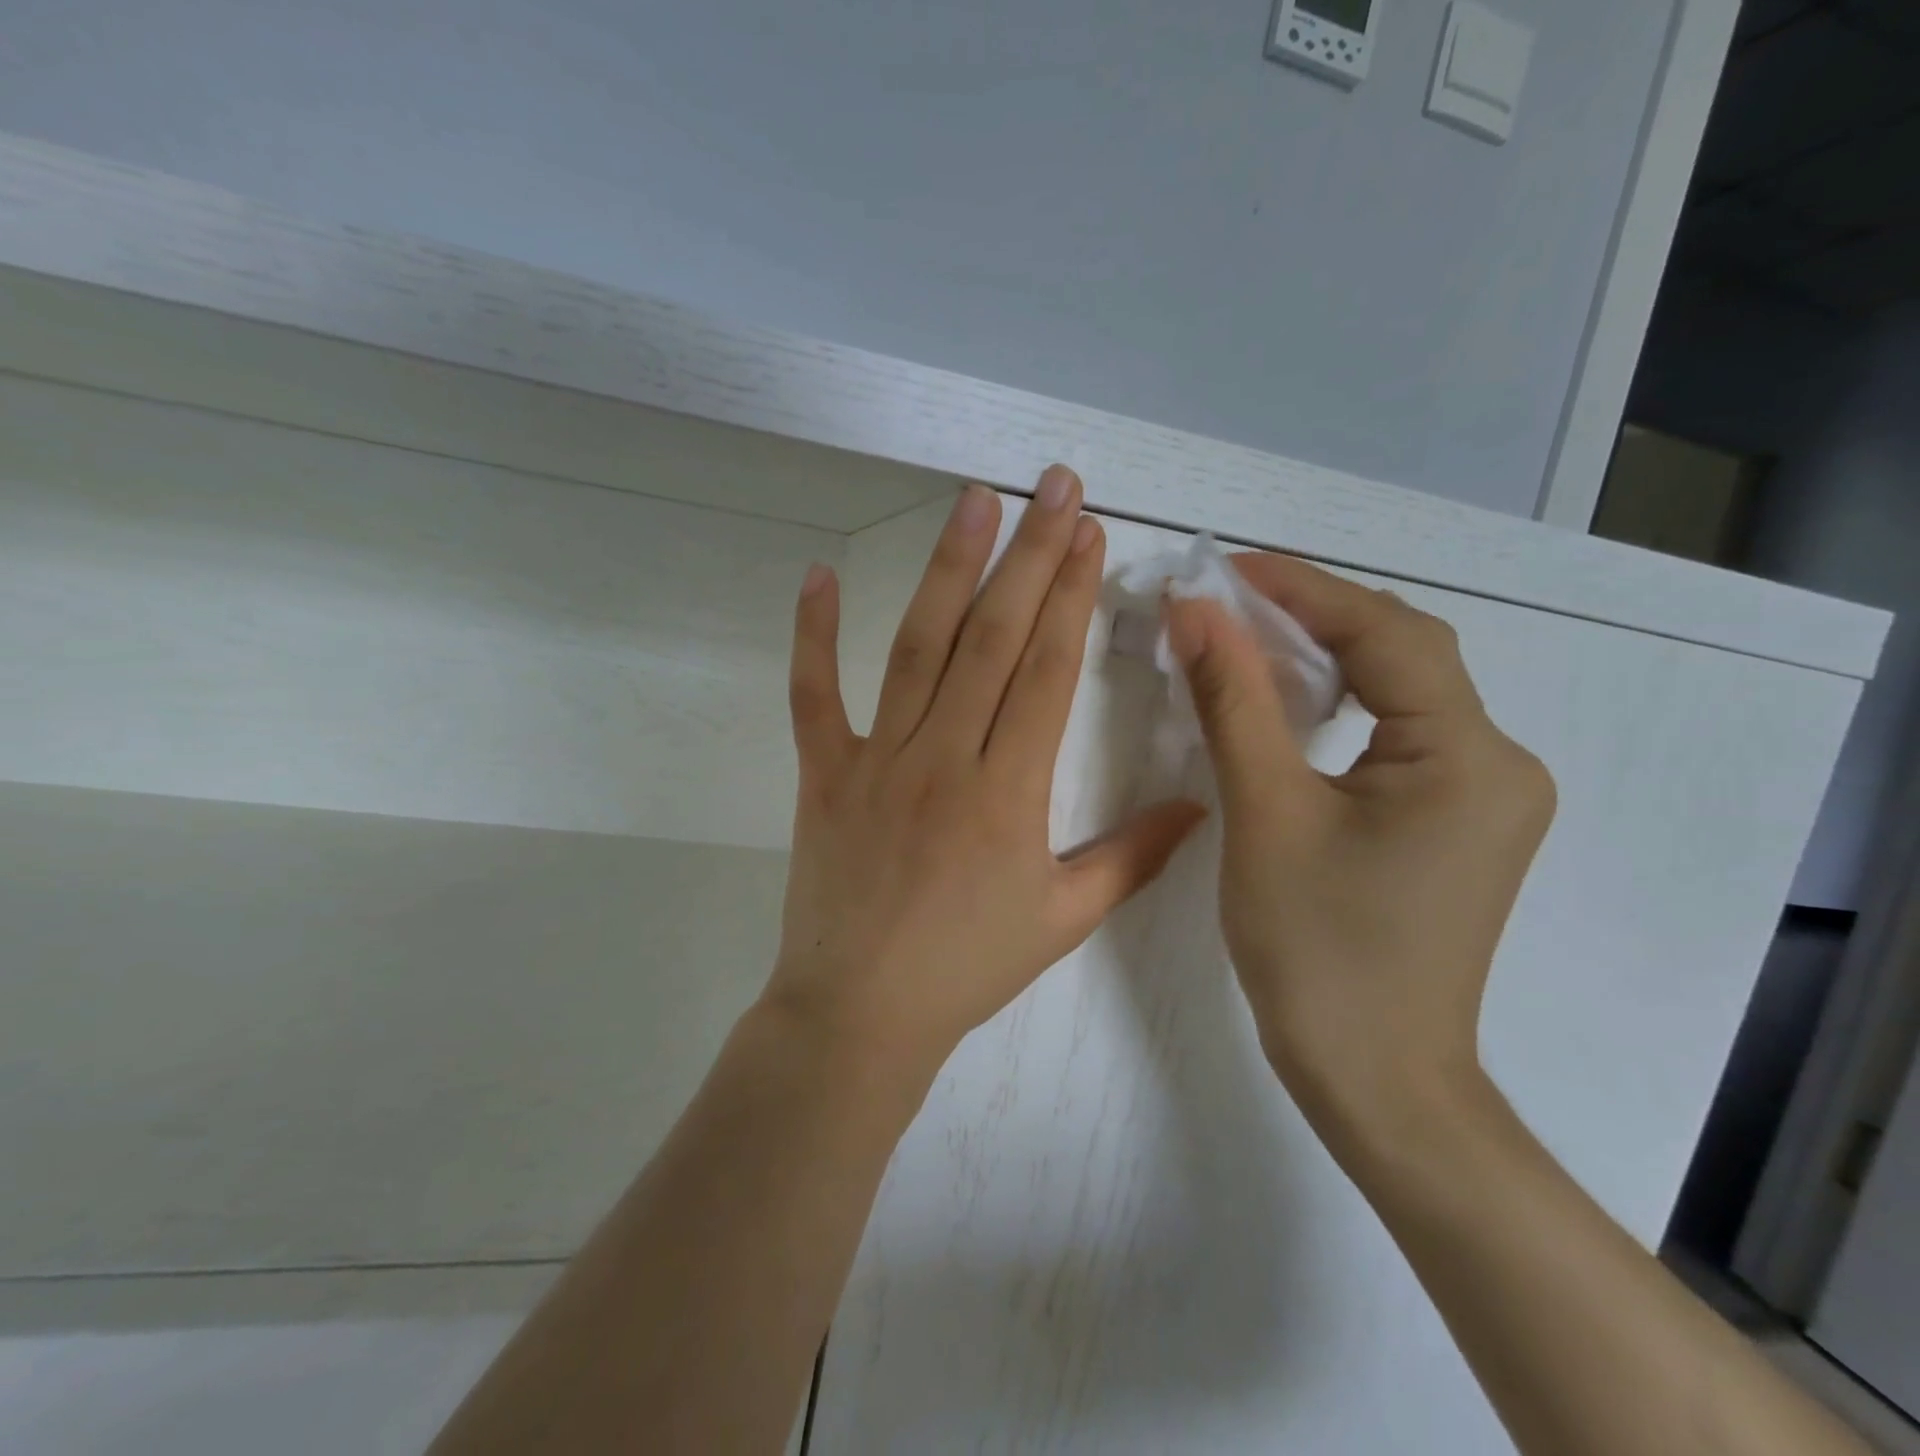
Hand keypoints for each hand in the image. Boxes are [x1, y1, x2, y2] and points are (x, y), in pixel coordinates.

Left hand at [764, 468, 1206, 1086]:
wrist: (861, 1012)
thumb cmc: (967, 968)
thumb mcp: (1063, 920)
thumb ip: (1134, 858)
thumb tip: (1198, 806)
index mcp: (1010, 790)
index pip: (1048, 669)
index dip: (1073, 595)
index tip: (1090, 534)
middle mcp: (945, 756)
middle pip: (994, 637)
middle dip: (1030, 555)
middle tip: (1054, 485)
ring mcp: (877, 759)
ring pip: (918, 646)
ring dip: (948, 568)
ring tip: (974, 501)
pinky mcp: (823, 773)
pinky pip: (813, 695)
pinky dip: (812, 635)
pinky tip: (818, 574)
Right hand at [1166, 556, 1555, 1149]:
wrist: (1372, 1076)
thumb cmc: (1315, 950)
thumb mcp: (1264, 813)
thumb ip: (1234, 701)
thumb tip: (1195, 610)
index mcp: (1468, 758)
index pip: (1388, 635)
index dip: (1304, 589)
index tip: (1226, 567)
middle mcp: (1498, 763)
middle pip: (1403, 656)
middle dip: (1315, 617)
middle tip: (1229, 597)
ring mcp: (1484, 796)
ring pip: (1401, 694)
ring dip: (1326, 657)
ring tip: (1247, 636)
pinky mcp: (1457, 822)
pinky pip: (1397, 735)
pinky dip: (1340, 705)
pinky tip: (1289, 701)